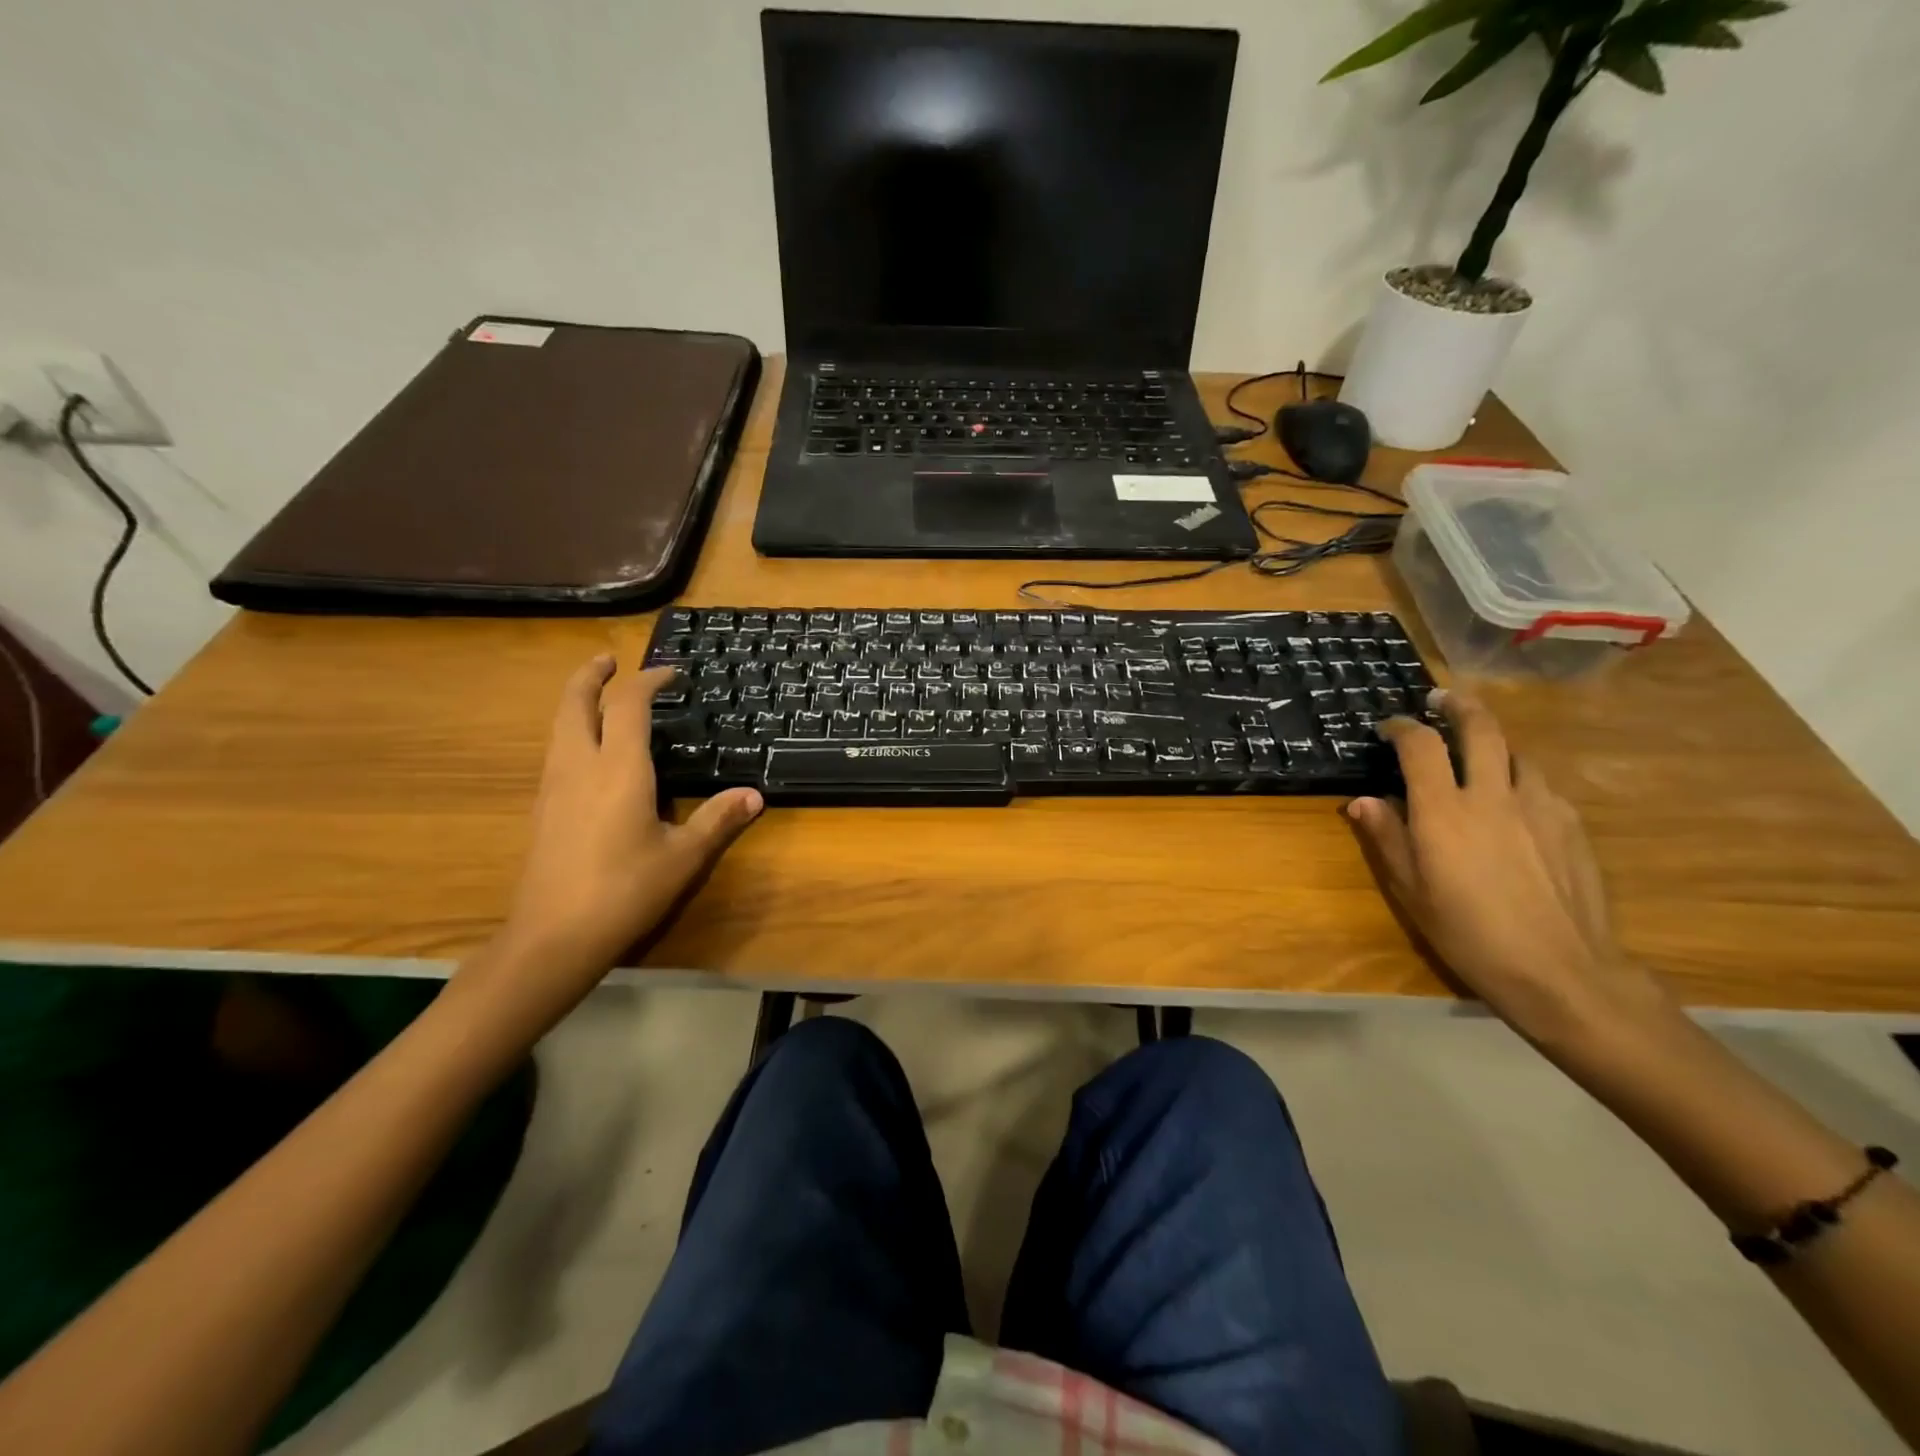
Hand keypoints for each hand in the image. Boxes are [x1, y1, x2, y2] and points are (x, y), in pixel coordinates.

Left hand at [472, 657, 761, 1026]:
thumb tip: (755, 795)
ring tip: (598, 695)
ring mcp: (554, 786)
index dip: (649, 681)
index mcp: (618, 769)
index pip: (629, 706)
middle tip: (609, 660)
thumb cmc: (625, 891)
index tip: (670, 673)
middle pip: (575, 703)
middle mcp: (580, 766)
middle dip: (591, 676)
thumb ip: (718, 820)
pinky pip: (555, 751)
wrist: (553, 936)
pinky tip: (588, 751)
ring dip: (576, 700)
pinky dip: (571, 731)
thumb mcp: (683, 856)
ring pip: (559, 726)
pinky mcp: (543, 808)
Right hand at [1348, 690, 1670, 1049]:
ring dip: (1492, 743)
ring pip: (1516, 753)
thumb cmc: (1468, 934)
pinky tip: (1514, 805)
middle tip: (1441, 700)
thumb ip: (1386, 838)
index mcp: (1444, 811)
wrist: (1561, 971)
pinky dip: (1519, 779)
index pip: (1420, 746)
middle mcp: (1492, 795)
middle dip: (1458, 706)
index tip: (1388, 727)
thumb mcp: (1410, 890)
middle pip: (1481, 728)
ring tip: (1477, 755)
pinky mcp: (1572, 825)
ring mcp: (1540, 806)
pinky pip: (1540, 786)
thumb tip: (1363, 800)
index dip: (1401, 727)